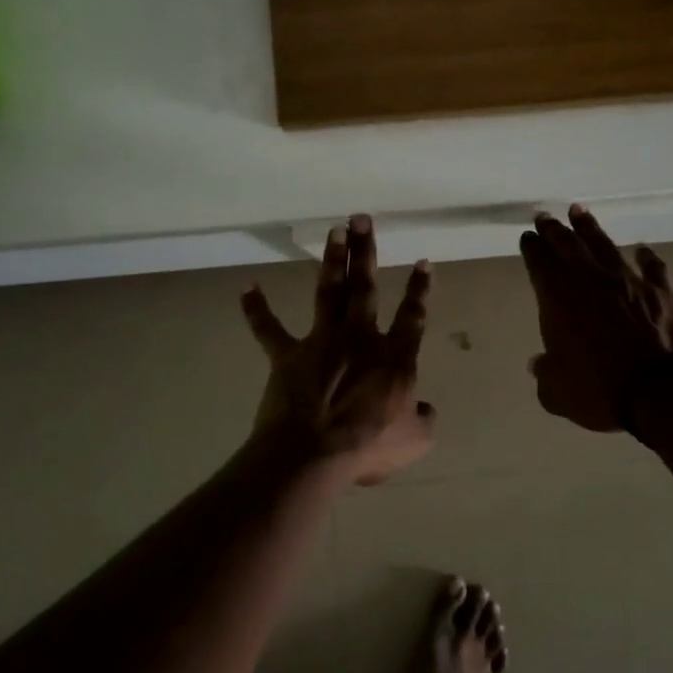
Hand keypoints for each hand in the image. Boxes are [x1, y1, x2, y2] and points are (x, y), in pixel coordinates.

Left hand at [241, 214, 435, 483]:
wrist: (313, 454)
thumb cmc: (367, 447)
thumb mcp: (414, 441)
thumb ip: (423, 419)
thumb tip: (425, 408)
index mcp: (394, 358)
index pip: (412, 317)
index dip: (420, 290)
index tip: (424, 261)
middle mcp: (359, 339)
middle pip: (365, 287)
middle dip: (366, 251)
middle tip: (361, 218)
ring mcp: (322, 343)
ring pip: (329, 293)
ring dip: (331, 261)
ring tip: (334, 231)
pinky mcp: (287, 356)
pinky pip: (269, 329)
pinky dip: (257, 309)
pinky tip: (246, 287)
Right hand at [519, 206, 672, 431]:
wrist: (659, 391)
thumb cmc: (598, 390)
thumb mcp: (556, 392)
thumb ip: (545, 373)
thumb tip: (540, 364)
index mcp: (558, 299)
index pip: (540, 264)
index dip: (532, 249)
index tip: (527, 238)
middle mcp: (591, 281)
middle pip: (568, 246)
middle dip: (554, 230)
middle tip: (544, 217)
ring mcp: (628, 282)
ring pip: (605, 246)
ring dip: (590, 229)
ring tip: (579, 212)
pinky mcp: (660, 293)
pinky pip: (652, 268)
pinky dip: (646, 257)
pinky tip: (642, 249)